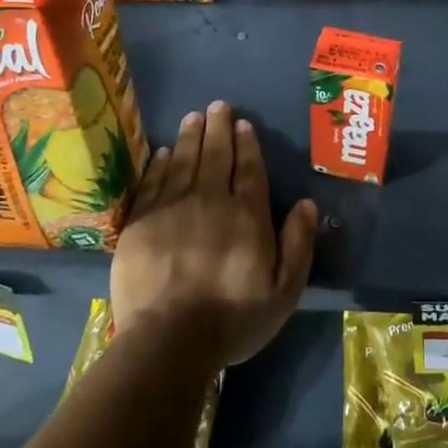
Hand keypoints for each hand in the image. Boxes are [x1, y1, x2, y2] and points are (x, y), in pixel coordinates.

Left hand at [111, 101, 318, 369]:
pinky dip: (160, 164)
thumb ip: (298, 244)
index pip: (250, 169)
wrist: (167, 342)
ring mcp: (172, 209)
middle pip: (216, 156)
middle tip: (217, 105)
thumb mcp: (283, 291)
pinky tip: (164, 152)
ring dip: (190, 136)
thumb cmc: (232, 319)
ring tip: (193, 116)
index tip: (243, 123)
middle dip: (218, 128)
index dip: (247, 144)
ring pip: (184, 162)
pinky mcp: (141, 223)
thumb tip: (306, 203)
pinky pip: (154, 183)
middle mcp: (210, 201)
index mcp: (247, 215)